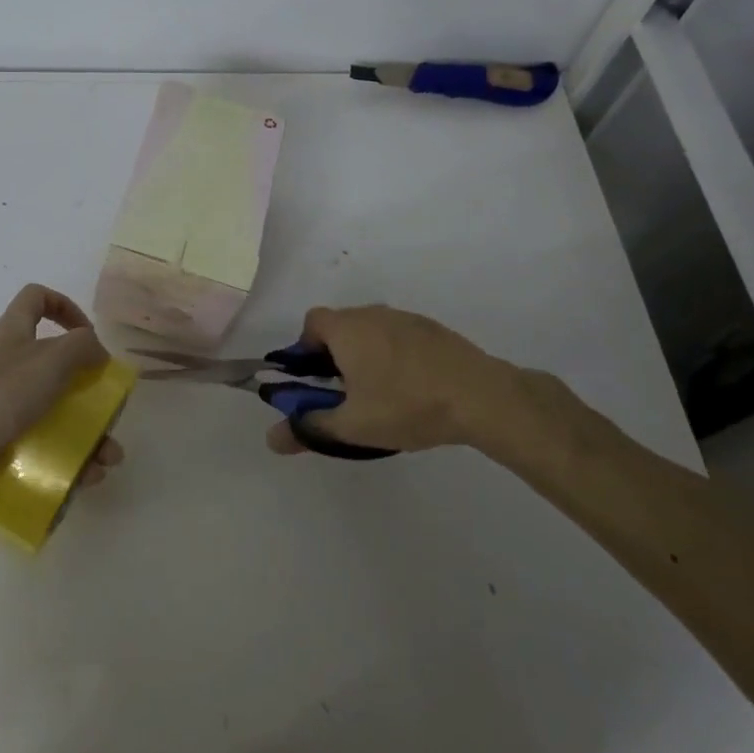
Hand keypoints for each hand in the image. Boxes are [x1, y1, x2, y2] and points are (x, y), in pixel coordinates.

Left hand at [0, 284, 124, 510]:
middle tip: (107, 409)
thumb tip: (97, 353)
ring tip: (107, 459)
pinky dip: (66, 457)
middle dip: (86, 386)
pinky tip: (87, 477)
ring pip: (51, 409)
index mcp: (11, 333)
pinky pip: (39, 443)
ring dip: (85, 432)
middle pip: (52, 362)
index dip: (65, 307)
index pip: (36, 298)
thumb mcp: (50, 360)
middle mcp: (4, 363)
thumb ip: (82, 347)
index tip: (88, 335)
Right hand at [265, 304, 582, 459]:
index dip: (305, 350)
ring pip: (371, 332)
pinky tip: (413, 389)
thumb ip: (309, 428)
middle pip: (340, 327)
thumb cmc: (407, 405)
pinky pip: (399, 338)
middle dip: (335, 357)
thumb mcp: (352, 426)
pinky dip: (395, 357)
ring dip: (366, 357)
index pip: (311, 324)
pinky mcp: (433, 330)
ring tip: (382, 396)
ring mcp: (405, 318)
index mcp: (346, 328)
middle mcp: (372, 313)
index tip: (317, 382)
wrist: (482, 396)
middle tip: (346, 395)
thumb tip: (271, 439)